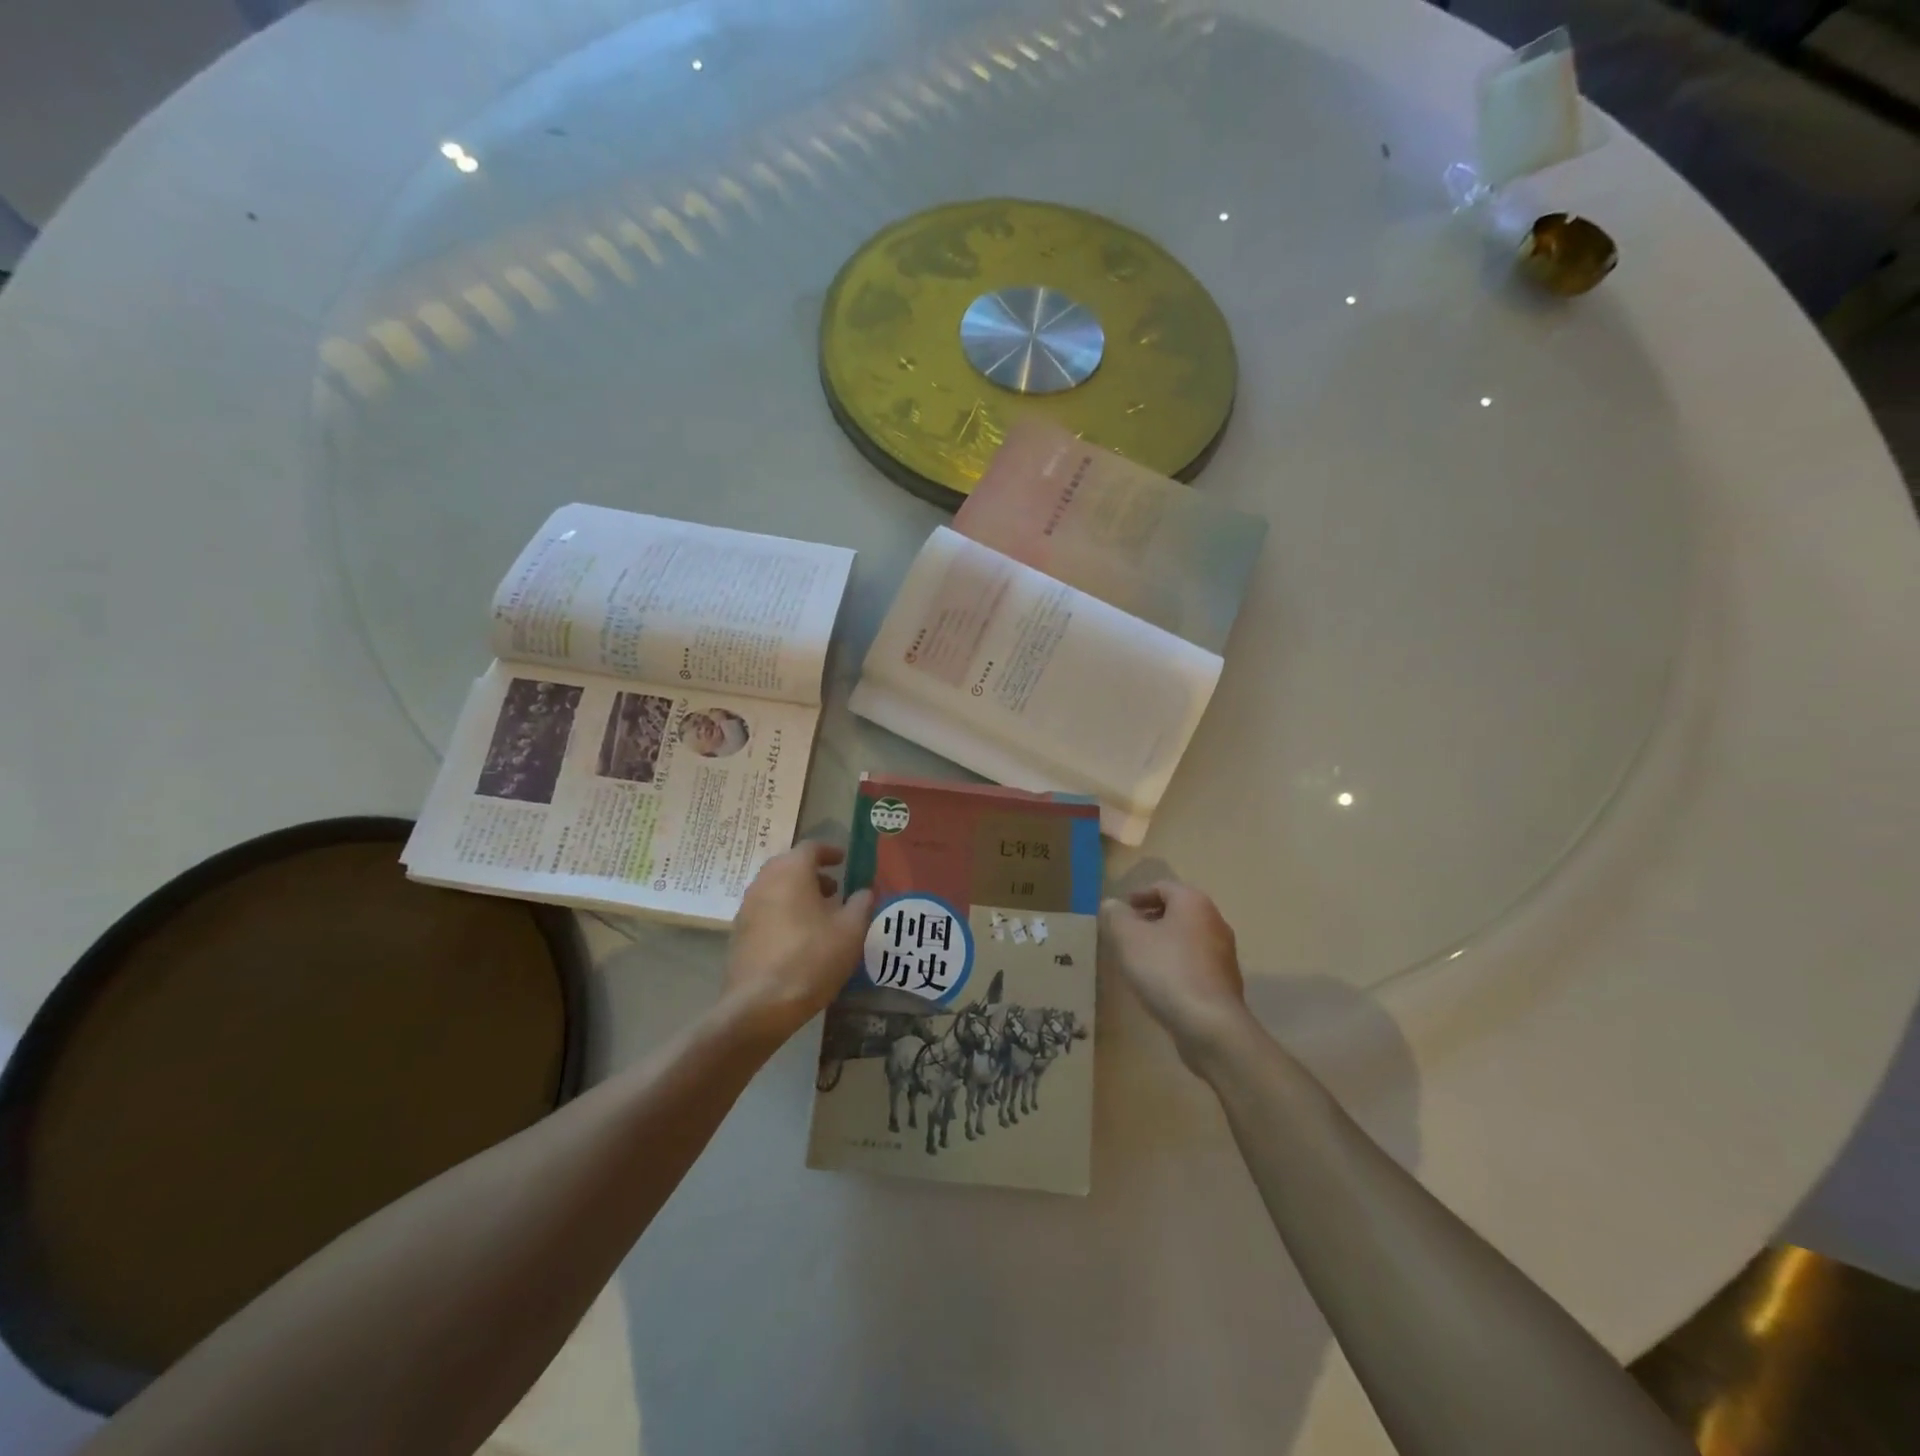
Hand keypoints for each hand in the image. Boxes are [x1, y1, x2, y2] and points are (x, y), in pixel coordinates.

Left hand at [723, 842, 873, 1042]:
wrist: (759, 1005)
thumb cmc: (811, 958)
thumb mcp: (851, 931)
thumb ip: (861, 904)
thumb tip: (864, 892)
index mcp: (791, 871)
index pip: (810, 847)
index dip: (829, 851)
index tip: (843, 860)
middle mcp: (764, 882)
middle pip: (789, 865)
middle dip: (812, 873)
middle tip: (834, 888)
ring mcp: (746, 908)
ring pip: (775, 888)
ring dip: (797, 893)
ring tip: (819, 914)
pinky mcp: (738, 934)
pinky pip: (765, 911)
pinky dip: (782, 912)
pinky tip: (798, 937)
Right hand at [1100, 881, 1247, 1060]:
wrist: (1210, 1024)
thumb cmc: (1166, 970)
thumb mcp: (1128, 938)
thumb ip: (1116, 915)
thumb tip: (1112, 905)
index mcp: (1193, 903)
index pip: (1163, 887)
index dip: (1138, 895)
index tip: (1121, 911)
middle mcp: (1214, 921)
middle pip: (1177, 911)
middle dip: (1150, 919)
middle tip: (1126, 933)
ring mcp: (1224, 953)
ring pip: (1187, 938)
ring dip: (1163, 943)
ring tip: (1139, 959)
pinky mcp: (1225, 981)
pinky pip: (1195, 962)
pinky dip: (1176, 964)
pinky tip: (1160, 983)